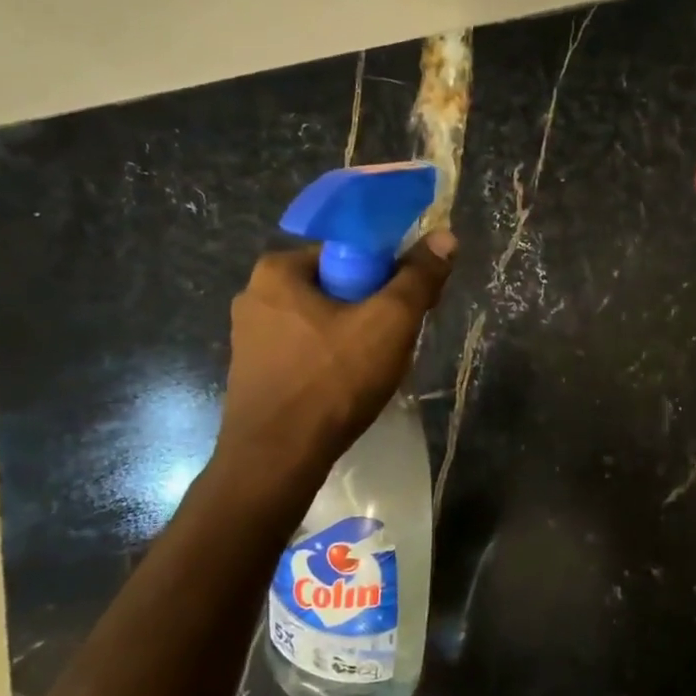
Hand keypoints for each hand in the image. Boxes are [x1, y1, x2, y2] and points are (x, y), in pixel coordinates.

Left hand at [218, 232, 454, 463]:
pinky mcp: (254, 373)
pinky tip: (347, 388)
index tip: (407, 305)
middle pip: (337, 287)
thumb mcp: (389, 322)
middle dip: (372, 310)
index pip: (348, 252)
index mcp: (278, 269)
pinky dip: (332, 362)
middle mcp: (255, 295)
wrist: (278, 458)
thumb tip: (445, 237)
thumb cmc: (333, 380)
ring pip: (323, 323)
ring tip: (374, 370)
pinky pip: (306, 352)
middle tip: (396, 342)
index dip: (387, 274)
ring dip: (354, 338)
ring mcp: (249, 337)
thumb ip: (418, 278)